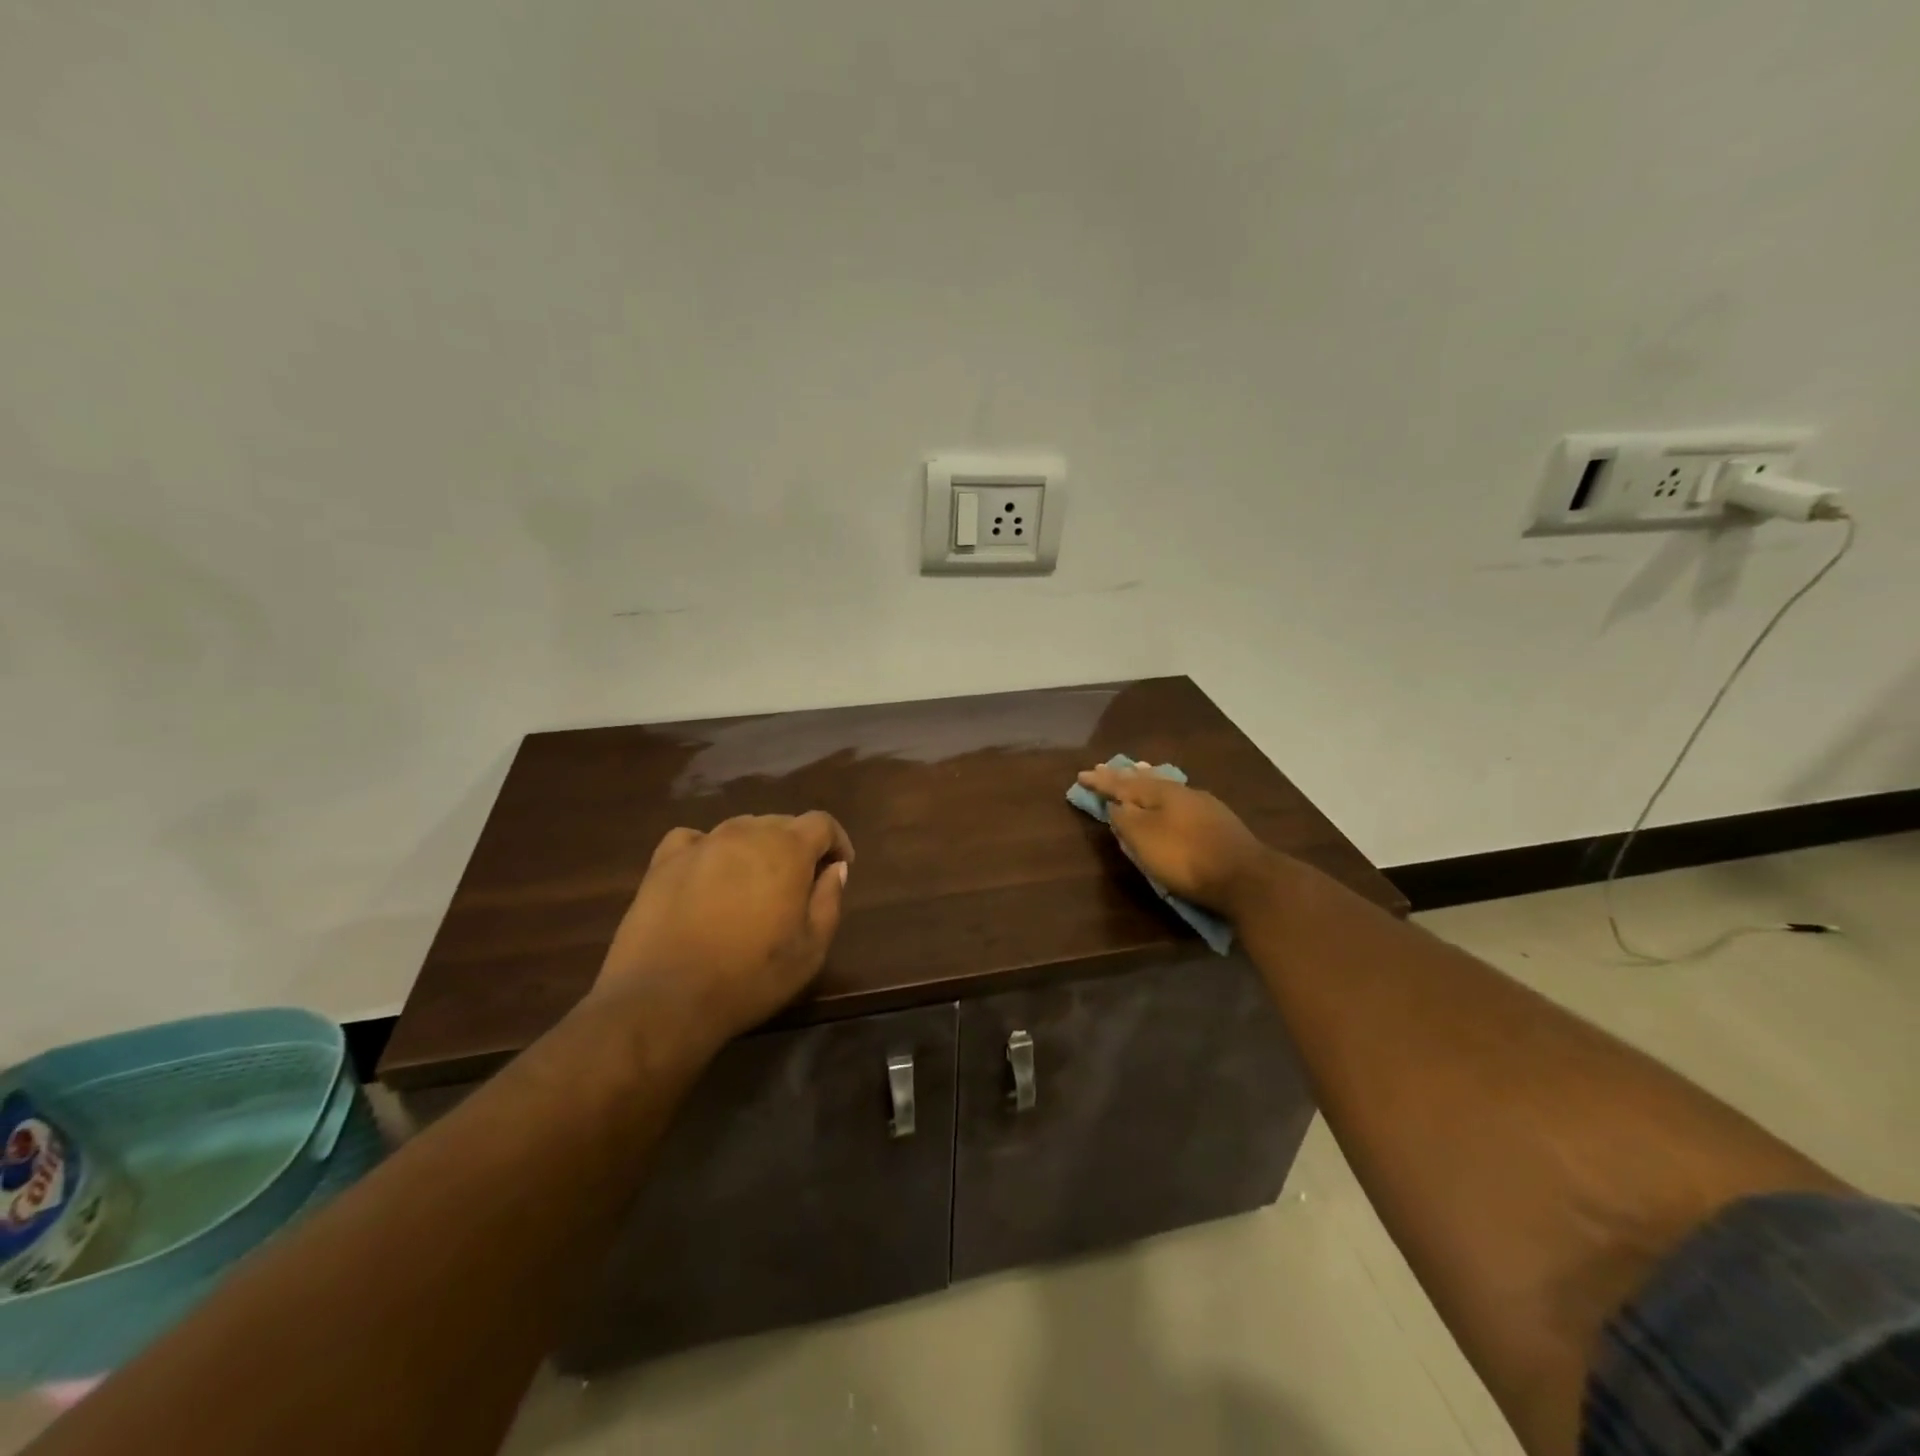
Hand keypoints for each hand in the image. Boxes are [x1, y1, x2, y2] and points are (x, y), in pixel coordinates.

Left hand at [595, 811, 853, 1048]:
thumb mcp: (810, 949)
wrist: (665, 999)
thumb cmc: (750, 977)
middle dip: (797, 845)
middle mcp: (746, 833)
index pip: (821, 823)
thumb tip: (835, 868)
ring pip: (740, 829)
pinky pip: (696, 840)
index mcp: (787, 849)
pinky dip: (710, 850)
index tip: (840, 866)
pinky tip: (708, 875)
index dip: (836, 841)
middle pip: (781, 822)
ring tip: (754, 883)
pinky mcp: (664, 861)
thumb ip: (829, 900)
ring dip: (756, 848)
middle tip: (799, 882)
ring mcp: (701, 843)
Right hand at [1076, 764, 1273, 918]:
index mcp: (1160, 792)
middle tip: (1106, 770)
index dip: (1101, 781)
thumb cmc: (1185, 856)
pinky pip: (1180, 802)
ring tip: (1136, 776)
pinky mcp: (1219, 823)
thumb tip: (1115, 804)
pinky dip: (1165, 799)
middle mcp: (1182, 792)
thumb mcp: (1143, 839)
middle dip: (1124, 777)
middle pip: (1146, 780)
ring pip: (1166, 788)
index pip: (1122, 783)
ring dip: (1146, 784)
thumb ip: (1125, 819)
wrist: (1245, 877)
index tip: (1081, 775)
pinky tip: (1169, 802)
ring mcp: (1204, 806)